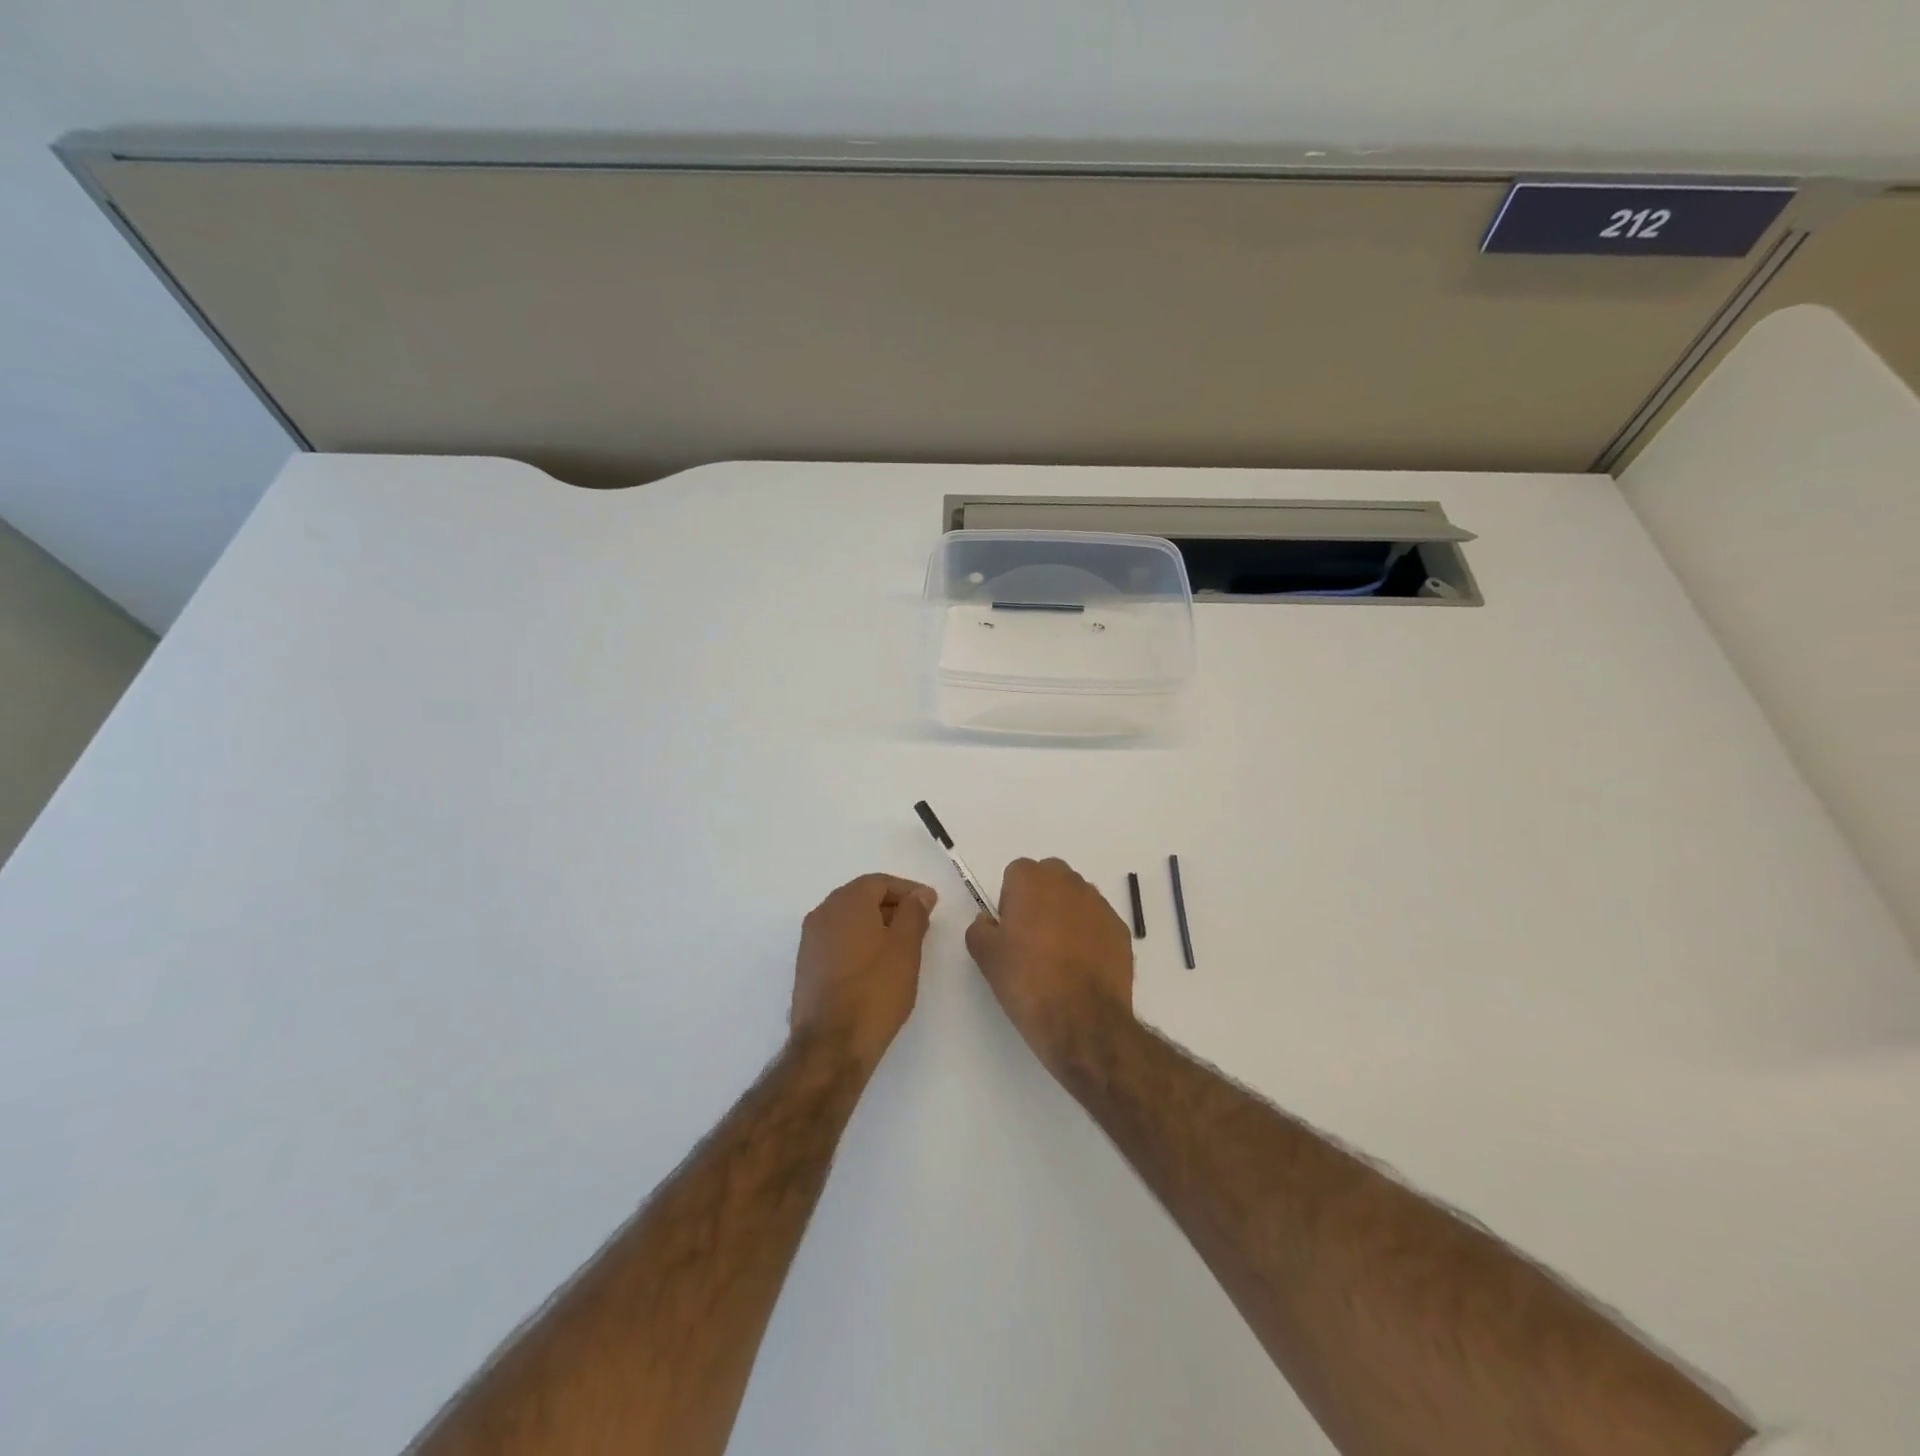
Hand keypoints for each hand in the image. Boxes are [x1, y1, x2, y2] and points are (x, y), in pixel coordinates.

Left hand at [791, 874, 937, 1069]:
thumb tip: (920, 894)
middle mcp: (822, 914)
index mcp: (846, 902)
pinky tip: (877, 965)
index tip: (931, 905)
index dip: (908, 890)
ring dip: (876, 925)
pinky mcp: (807, 966)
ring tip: (903, 946)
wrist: (831, 1045)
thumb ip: (914, 913)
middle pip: (861, 897)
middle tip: (920, 924)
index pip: (879, 882)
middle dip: (892, 906)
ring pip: (848, 920)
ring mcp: (810, 941)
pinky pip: (838, 940)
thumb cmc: (875, 990)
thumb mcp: (906, 948)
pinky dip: (859, 942)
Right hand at [966, 858, 1134, 1074]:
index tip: (1010, 930)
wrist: (1082, 1020)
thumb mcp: (986, 957)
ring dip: (1067, 915)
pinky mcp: (1121, 930)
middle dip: (1041, 899)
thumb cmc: (1027, 981)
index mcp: (1033, 880)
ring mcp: (1100, 905)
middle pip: (1050, 879)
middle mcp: (1069, 882)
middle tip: (1032, 939)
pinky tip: (1082, 968)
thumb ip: (979, 929)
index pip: (1017, 873)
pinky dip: (1090, 936)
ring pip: (1077, 899)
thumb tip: (988, 921)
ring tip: (1060, 957)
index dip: (1010, 900)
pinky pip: (1098, 923)